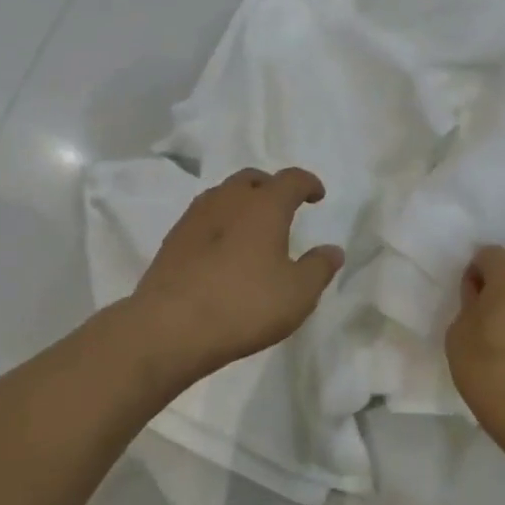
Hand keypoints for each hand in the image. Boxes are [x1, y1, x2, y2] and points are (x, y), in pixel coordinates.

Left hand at [131, 167, 344, 381]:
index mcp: (264, 206)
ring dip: (241, 203)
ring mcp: (194, 218)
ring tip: (252, 227)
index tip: (317, 196)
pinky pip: (203, 218)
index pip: (291, 179)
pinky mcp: (172, 240)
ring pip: (223, 195)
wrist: (170, 326)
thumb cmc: (245, 305)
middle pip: (252, 178)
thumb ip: (319, 268)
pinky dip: (220, 223)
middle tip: (283, 207)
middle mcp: (228, 201)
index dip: (308, 183)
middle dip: (271, 187)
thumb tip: (333, 250)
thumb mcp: (297, 293)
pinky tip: (223, 250)